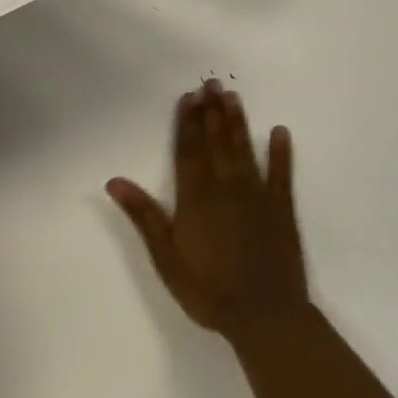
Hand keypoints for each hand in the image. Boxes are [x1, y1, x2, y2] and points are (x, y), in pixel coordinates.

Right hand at [107, 81, 309, 338]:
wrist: (264, 315)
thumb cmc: (207, 289)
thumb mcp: (165, 257)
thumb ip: (144, 216)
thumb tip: (115, 181)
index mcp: (196, 199)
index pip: (188, 152)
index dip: (187, 123)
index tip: (188, 97)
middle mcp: (226, 189)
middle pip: (216, 143)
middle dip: (212, 113)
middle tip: (212, 83)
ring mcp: (257, 197)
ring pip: (244, 151)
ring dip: (238, 123)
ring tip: (234, 97)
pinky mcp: (281, 210)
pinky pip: (281, 175)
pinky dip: (281, 153)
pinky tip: (280, 133)